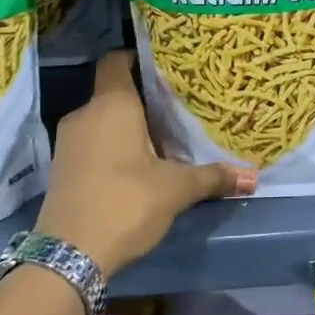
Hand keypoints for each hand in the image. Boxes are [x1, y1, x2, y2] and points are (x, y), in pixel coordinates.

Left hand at [36, 51, 256, 277]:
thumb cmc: (126, 202)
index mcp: (112, 104)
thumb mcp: (176, 189)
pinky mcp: (62, 168)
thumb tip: (252, 177)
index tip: (167, 67)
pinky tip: (138, 164)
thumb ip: (213, 177)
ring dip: (128, 125)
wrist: (67, 256)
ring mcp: (68, 142)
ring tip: (162, 137)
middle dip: (143, 98)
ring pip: (102, 118)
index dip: (139, 58)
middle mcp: (86, 114)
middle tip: (177, 106)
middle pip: (114, 91)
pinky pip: (92, 141)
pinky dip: (113, 145)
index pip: (117, 60)